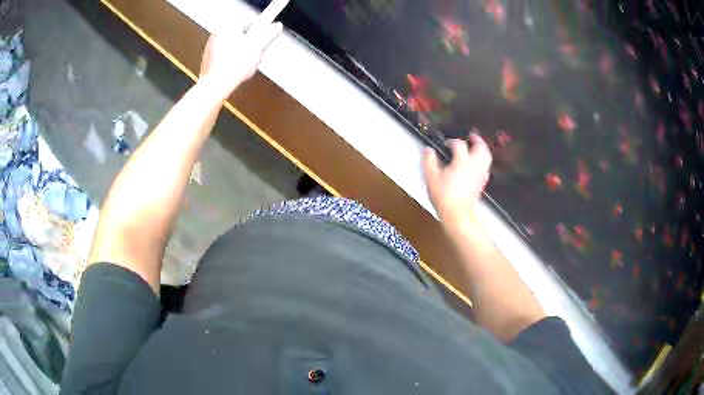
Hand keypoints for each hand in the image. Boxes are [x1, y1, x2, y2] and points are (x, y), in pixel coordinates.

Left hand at [199, 0, 289, 99]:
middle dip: (250, 41)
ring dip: (241, 50)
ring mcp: (211, 47)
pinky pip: (223, 55)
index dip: (259, 29)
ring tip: (246, 61)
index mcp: (229, 25)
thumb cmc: (235, 64)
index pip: (249, 20)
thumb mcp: (259, 46)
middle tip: (256, 51)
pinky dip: (231, 59)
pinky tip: (236, 67)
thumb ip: (270, 33)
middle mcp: (218, 33)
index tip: (264, 35)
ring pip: (232, 44)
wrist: (217, 83)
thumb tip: (277, 26)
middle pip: (240, 32)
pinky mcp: (208, 59)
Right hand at [423, 134, 492, 229]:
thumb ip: (429, 161)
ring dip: (482, 149)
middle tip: (471, 136)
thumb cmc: (443, 195)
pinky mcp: (481, 184)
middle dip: (476, 140)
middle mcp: (474, 165)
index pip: (459, 145)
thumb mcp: (431, 177)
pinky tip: (478, 165)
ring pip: (486, 157)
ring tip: (477, 147)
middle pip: (480, 148)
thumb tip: (428, 150)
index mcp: (462, 160)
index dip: (452, 141)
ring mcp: (479, 175)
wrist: (458, 215)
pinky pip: (485, 168)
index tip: (446, 143)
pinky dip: (483, 163)